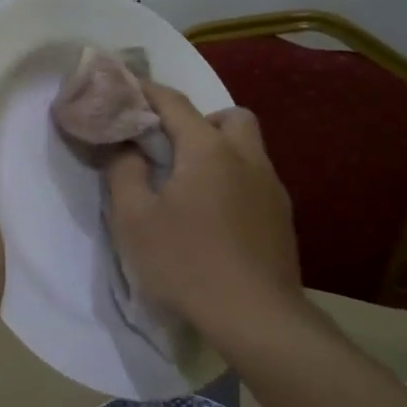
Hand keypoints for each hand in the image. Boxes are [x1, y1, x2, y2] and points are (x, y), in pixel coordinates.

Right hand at [105, 82, 302, 328]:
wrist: (254, 317)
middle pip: (229, 117)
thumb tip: (125, 147)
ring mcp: (271, 187)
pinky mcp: (282, 217)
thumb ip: (123, 172)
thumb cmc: (186, 263)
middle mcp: (246, 157)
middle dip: (199, 120)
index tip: (126, 89)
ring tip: (192, 185)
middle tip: (173, 149)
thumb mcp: (133, 219)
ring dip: (221, 150)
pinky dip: (234, 180)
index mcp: (207, 150)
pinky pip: (257, 179)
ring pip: (249, 147)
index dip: (147, 91)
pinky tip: (217, 216)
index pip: (174, 103)